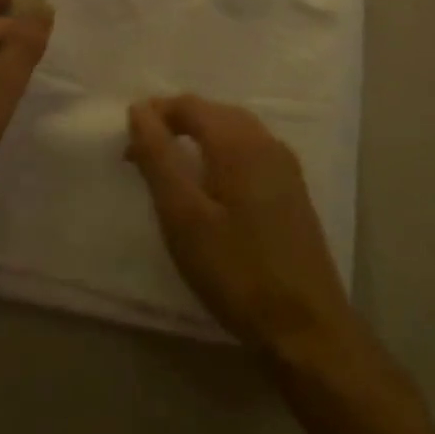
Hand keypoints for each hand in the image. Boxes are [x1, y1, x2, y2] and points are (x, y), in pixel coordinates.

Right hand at [127, 95, 359, 359]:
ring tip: (170, 166)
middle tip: (143, 153)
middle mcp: (266, 142)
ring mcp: (285, 166)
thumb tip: (138, 109)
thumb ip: (158, 157)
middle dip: (175, 123)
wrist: (307, 328)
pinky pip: (249, 151)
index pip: (189, 105)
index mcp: (239, 142)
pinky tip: (210, 184)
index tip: (127, 144)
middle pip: (213, 112)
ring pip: (233, 130)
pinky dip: (220, 153)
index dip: (155, 114)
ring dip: (198, 137)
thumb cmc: (236, 270)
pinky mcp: (292, 190)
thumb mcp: (183, 216)